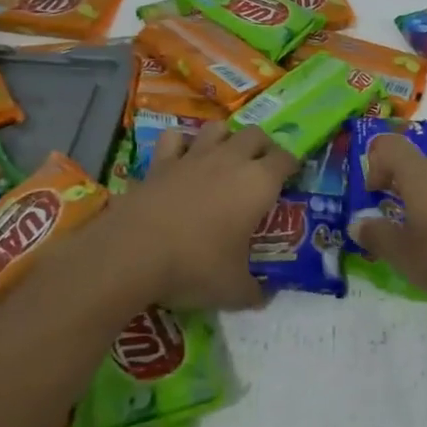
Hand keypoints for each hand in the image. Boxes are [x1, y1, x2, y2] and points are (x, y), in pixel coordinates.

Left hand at [96, 124, 297, 310]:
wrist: (134, 252)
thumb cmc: (195, 266)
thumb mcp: (233, 290)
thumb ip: (254, 291)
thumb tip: (265, 297)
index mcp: (258, 184)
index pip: (286, 159)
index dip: (292, 166)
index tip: (292, 180)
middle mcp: (231, 160)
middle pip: (255, 134)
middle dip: (263, 147)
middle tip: (262, 168)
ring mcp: (194, 157)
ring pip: (218, 128)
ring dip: (226, 138)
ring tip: (225, 158)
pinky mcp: (161, 162)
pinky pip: (175, 138)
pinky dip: (181, 143)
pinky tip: (182, 157)